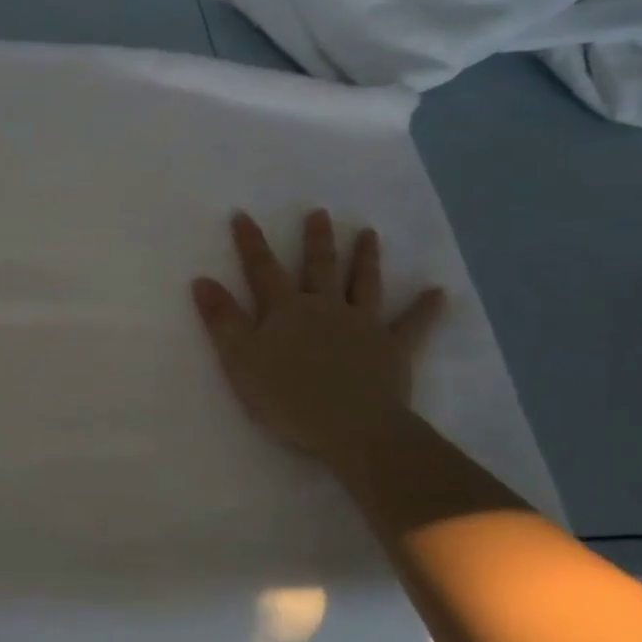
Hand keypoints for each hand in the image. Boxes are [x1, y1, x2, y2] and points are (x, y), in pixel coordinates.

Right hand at [191, 211, 444, 468]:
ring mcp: (363, 325)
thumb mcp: (240, 359)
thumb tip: (201, 280)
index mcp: (287, 309)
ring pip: (364, 284)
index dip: (251, 242)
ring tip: (369, 233)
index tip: (242, 215)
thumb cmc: (288, 397)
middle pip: (319, 267)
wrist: (353, 428)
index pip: (263, 269)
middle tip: (319, 213)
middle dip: (316, 240)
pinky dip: (426, 309)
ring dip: (366, 258)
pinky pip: (413, 325)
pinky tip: (439, 293)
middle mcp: (325, 307)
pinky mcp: (393, 349)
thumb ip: (222, 320)